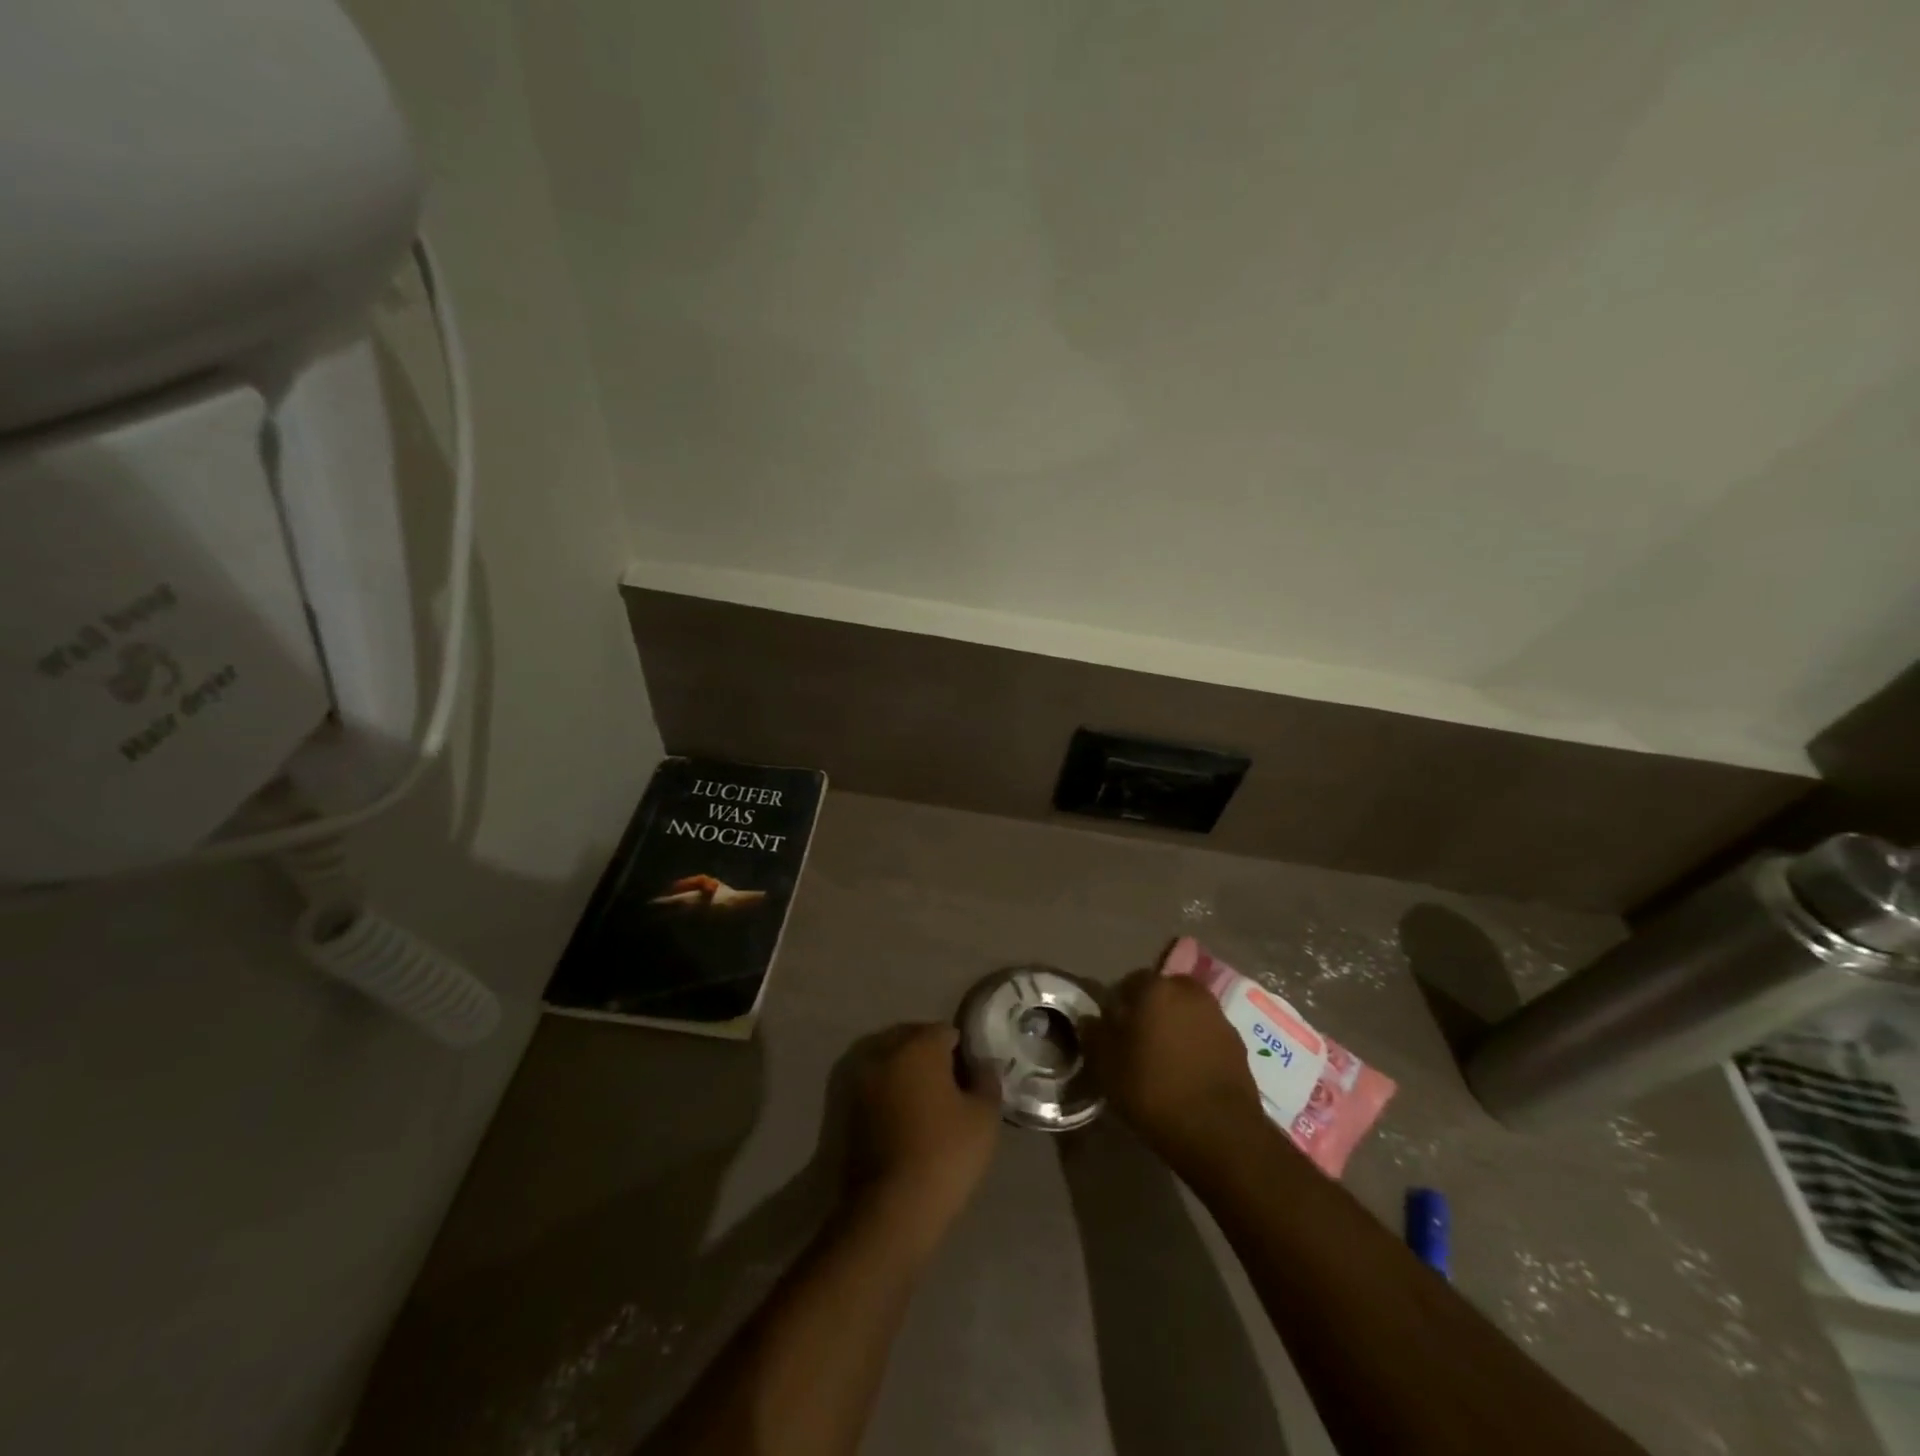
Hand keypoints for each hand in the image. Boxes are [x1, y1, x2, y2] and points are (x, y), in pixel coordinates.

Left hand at [848, 1024, 1001, 1246]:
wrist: (890, 1209)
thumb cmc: (945, 1154)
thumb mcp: (984, 1118)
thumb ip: (987, 1081)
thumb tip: (982, 1064)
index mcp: (918, 1045)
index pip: (946, 1031)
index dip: (964, 1052)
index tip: (973, 1078)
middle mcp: (884, 1052)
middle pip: (914, 1040)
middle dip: (933, 1056)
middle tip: (953, 1089)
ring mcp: (861, 1079)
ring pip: (891, 1062)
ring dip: (908, 1074)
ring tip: (929, 1106)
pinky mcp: (847, 1108)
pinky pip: (877, 1086)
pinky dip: (891, 1094)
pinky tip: (907, 1121)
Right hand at [1093, 971, 1263, 1159]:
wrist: (1219, 1132)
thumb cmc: (1153, 1090)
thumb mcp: (1107, 1066)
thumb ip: (1094, 1035)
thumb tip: (1090, 1019)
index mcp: (1156, 988)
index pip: (1130, 982)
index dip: (1118, 1005)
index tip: (1112, 1030)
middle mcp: (1190, 992)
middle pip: (1163, 993)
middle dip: (1151, 1010)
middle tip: (1138, 1041)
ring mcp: (1218, 1017)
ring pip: (1188, 1012)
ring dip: (1176, 1026)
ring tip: (1164, 1059)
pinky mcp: (1238, 1044)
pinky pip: (1207, 1035)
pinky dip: (1197, 1045)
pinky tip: (1188, 1073)